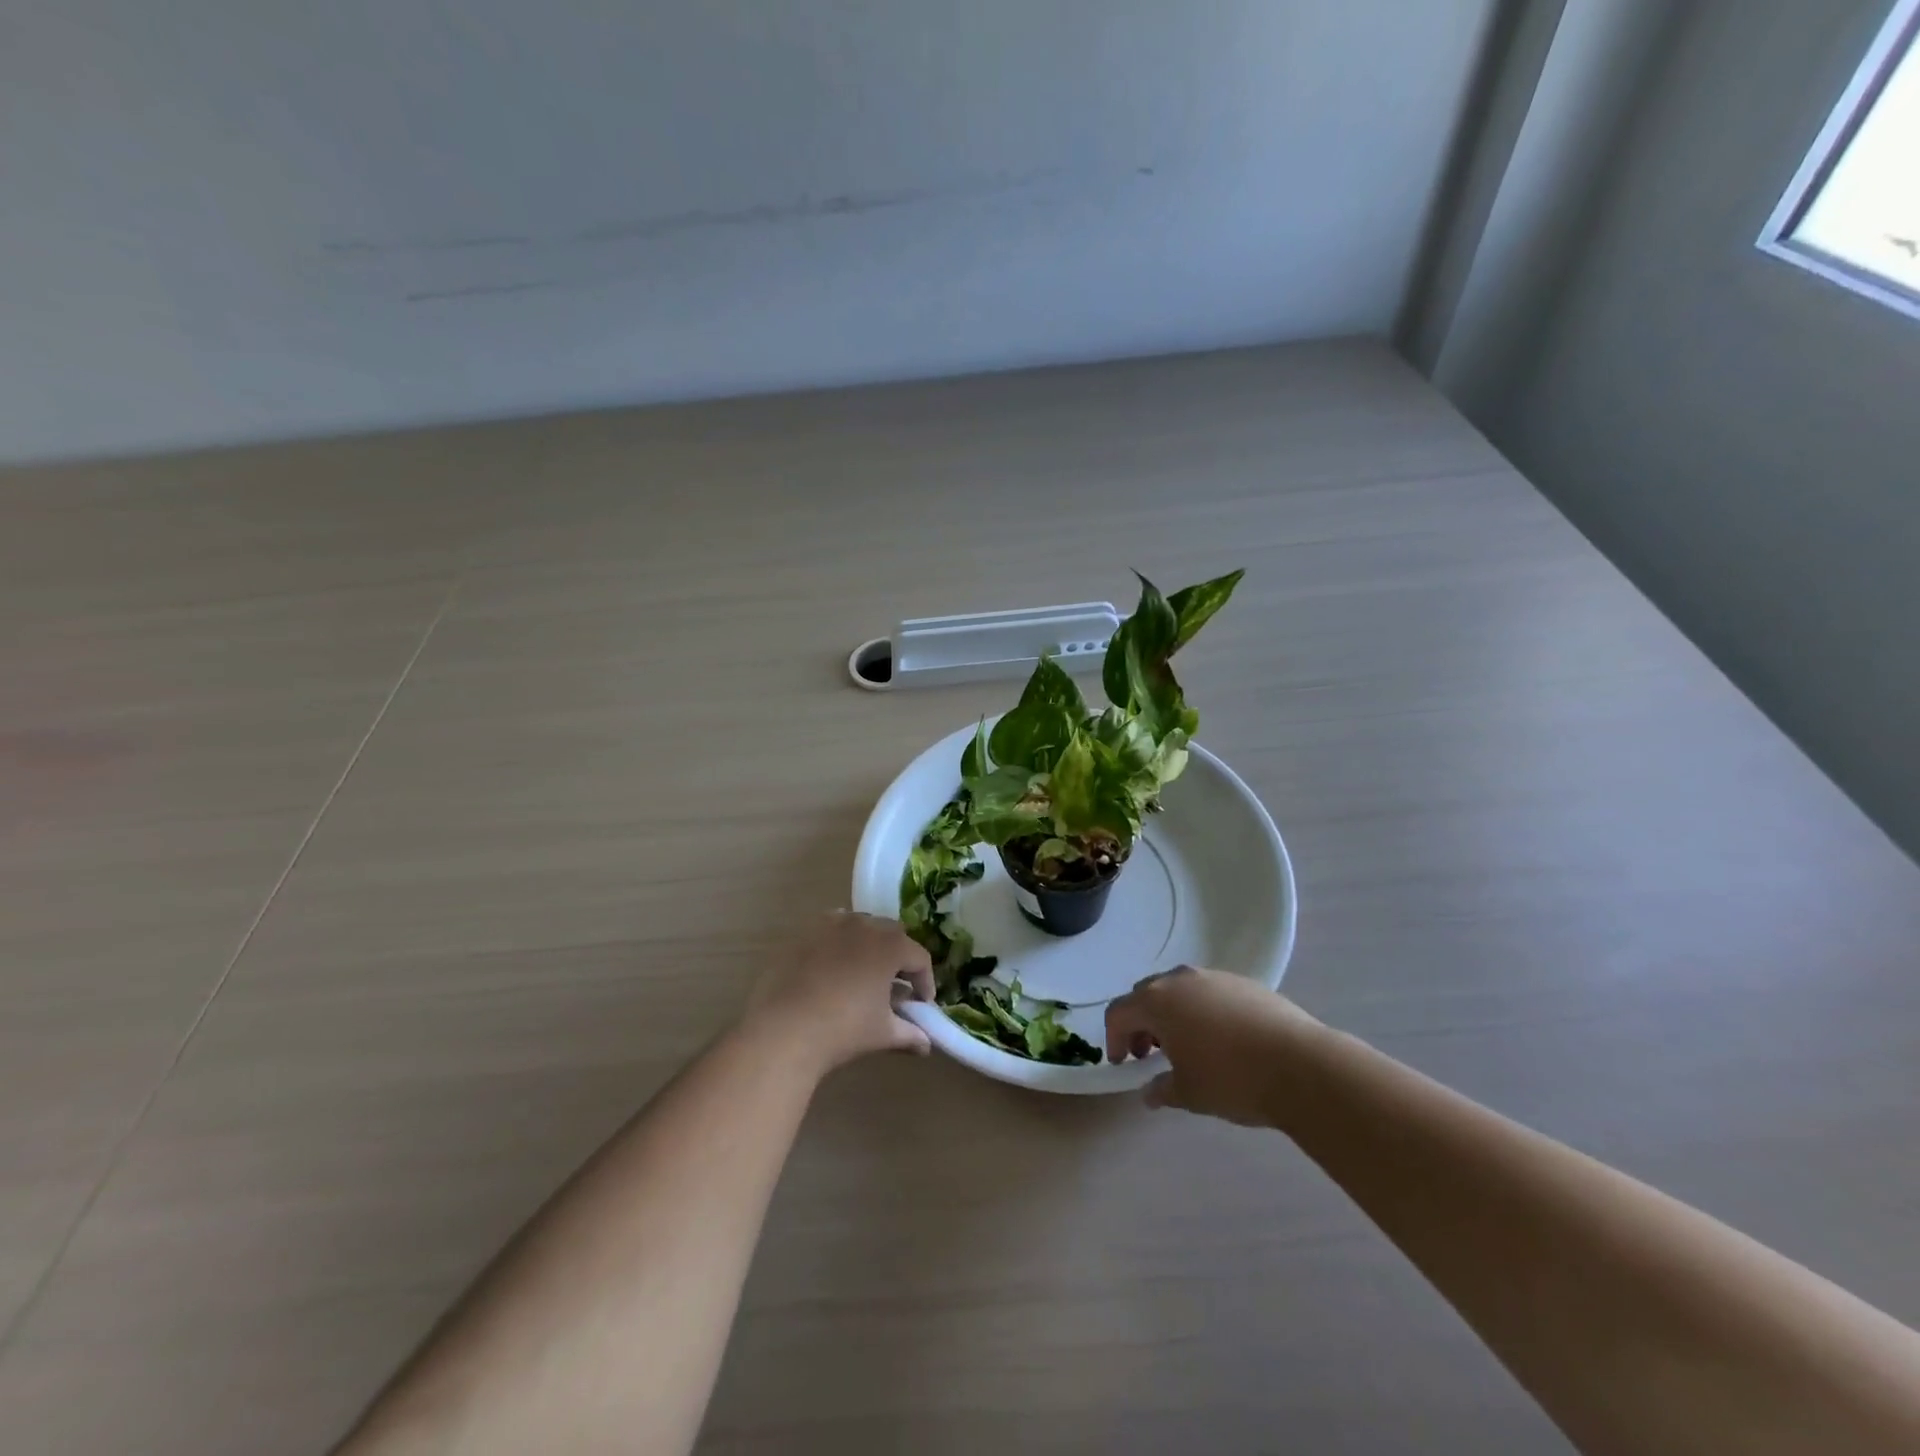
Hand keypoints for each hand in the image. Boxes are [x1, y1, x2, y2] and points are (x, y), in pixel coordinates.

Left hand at [746, 912, 935, 1072]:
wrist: (784, 1029)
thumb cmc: (843, 1029)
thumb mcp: (883, 1033)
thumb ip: (909, 1034)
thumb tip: (926, 1044)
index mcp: (890, 945)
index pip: (919, 958)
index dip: (925, 982)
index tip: (922, 1005)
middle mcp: (864, 925)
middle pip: (892, 935)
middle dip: (899, 959)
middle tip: (896, 987)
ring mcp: (831, 925)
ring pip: (861, 926)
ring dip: (870, 945)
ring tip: (864, 975)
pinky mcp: (804, 932)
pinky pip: (831, 929)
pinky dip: (840, 942)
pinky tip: (833, 966)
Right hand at [1105, 966, 1321, 1126]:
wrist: (1301, 1066)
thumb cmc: (1232, 1079)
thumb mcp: (1189, 1093)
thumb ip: (1162, 1089)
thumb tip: (1150, 1092)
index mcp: (1157, 1001)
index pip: (1119, 1012)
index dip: (1114, 1038)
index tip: (1124, 1064)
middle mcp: (1181, 980)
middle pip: (1146, 994)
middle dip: (1142, 1023)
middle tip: (1150, 1054)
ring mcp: (1214, 977)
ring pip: (1179, 990)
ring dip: (1172, 1014)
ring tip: (1188, 1047)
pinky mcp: (1244, 983)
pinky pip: (1209, 993)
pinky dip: (1202, 1011)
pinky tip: (1222, 1041)